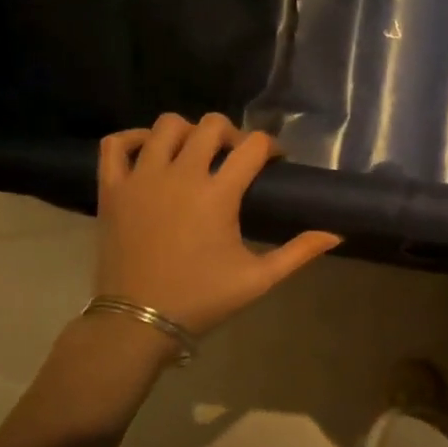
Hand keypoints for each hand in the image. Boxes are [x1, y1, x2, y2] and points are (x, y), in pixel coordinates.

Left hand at [92, 113, 341, 337]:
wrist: (138, 321)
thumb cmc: (202, 299)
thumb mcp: (259, 279)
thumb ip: (299, 252)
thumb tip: (336, 233)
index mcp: (218, 194)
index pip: (253, 145)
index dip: (271, 147)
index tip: (275, 162)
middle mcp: (180, 175)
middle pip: (211, 125)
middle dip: (232, 134)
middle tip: (236, 159)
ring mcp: (141, 178)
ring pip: (166, 126)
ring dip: (187, 133)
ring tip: (194, 155)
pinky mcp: (111, 188)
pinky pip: (116, 143)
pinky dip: (133, 139)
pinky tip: (149, 153)